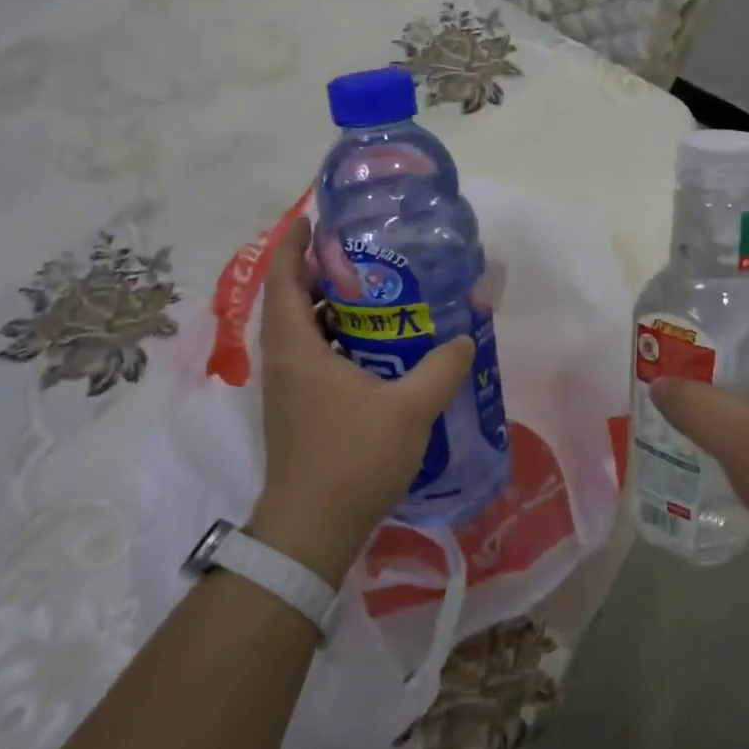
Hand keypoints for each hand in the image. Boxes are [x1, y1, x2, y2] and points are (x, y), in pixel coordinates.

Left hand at [250, 217, 474, 583]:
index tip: (315, 219)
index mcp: (297, 348)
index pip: (282, 279)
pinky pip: (313, 357)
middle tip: (364, 254)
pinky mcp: (299, 410)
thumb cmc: (352, 458)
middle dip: (320, 272)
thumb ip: (442, 369)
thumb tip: (466, 339)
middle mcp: (285, 361)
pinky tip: (376, 348)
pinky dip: (337, 340)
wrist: (312, 529)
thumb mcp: (409, 409)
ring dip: (330, 308)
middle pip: (292, 300)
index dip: (293, 244)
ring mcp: (288, 388)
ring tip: (376, 293)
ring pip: (304, 331)